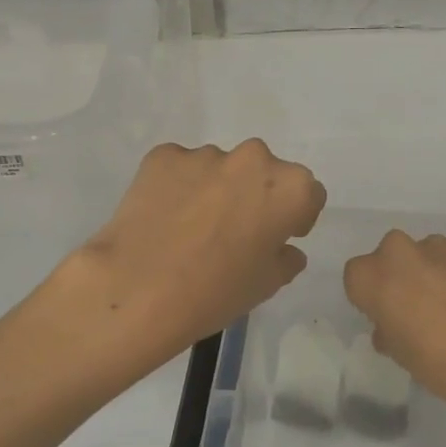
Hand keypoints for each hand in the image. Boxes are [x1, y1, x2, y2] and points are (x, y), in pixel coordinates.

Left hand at [64, 140, 325, 363]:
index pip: (308, 194)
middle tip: (234, 231)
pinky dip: (178, 187)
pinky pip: (181, 168)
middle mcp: (252, 159)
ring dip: (216, 189)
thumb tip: (284, 249)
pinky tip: (164, 219)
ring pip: (221, 168)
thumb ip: (286, 259)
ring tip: (192, 228)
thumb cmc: (215, 292)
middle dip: (256, 195)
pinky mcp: (163, 156)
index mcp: (289, 188)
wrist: (137, 289)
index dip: (296, 217)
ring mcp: (204, 154)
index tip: (278, 238)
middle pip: (264, 173)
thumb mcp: (266, 286)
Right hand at [344, 232, 445, 435]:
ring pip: (425, 255)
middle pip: (390, 258)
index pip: (357, 278)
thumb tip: (393, 326)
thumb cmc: (435, 359)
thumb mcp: (398, 352)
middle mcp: (397, 250)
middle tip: (417, 309)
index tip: (386, 316)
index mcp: (369, 275)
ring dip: (432, 273)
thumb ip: (387, 329)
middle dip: (401, 277)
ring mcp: (437, 245)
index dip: (371, 297)